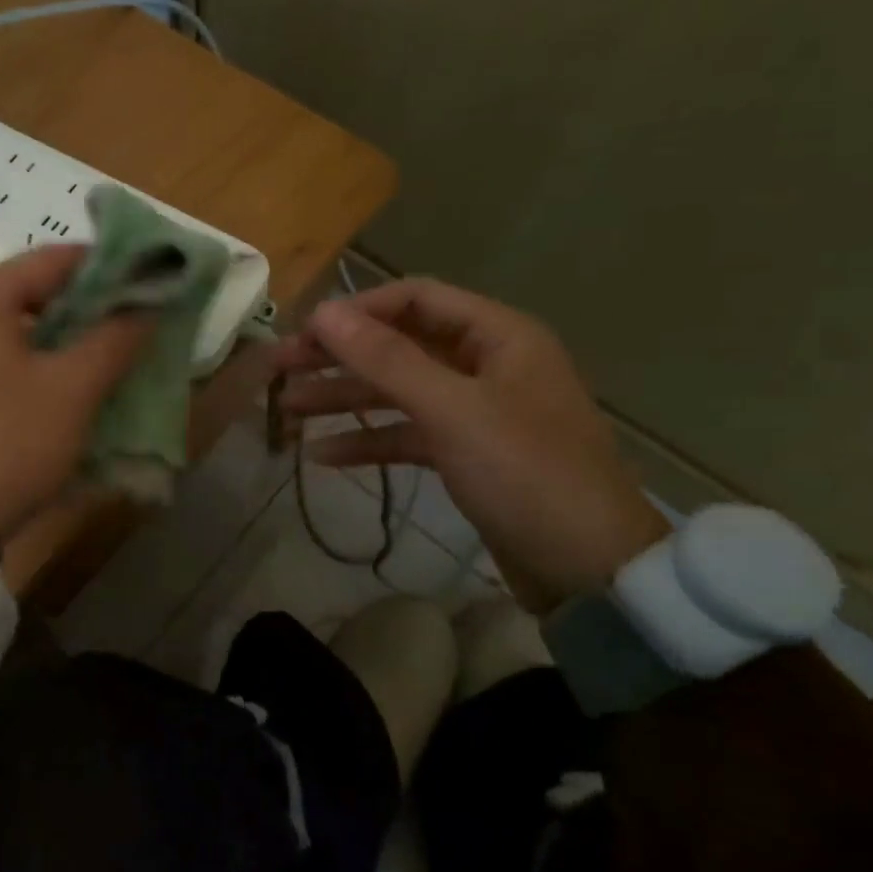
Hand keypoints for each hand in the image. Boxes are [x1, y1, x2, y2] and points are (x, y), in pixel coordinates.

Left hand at [0, 245, 149, 538]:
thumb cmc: (7, 440)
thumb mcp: (71, 389)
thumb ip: (113, 340)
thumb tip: (147, 307)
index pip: (55, 258)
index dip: (108, 266)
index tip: (150, 282)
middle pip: (36, 293)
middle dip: (91, 307)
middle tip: (137, 322)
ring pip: (21, 331)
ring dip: (68, 339)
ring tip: (114, 355)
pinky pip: (3, 361)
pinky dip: (40, 365)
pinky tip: (73, 388)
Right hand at [275, 278, 670, 609]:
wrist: (591, 572)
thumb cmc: (526, 475)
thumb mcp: (452, 411)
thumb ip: (386, 359)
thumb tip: (323, 312)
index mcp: (497, 336)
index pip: (414, 299)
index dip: (356, 311)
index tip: (304, 332)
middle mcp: (486, 363)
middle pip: (399, 345)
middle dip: (340, 356)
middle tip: (281, 368)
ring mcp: (476, 411)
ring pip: (398, 391)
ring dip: (345, 398)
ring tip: (289, 409)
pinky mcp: (467, 454)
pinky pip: (409, 434)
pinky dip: (370, 441)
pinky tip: (324, 455)